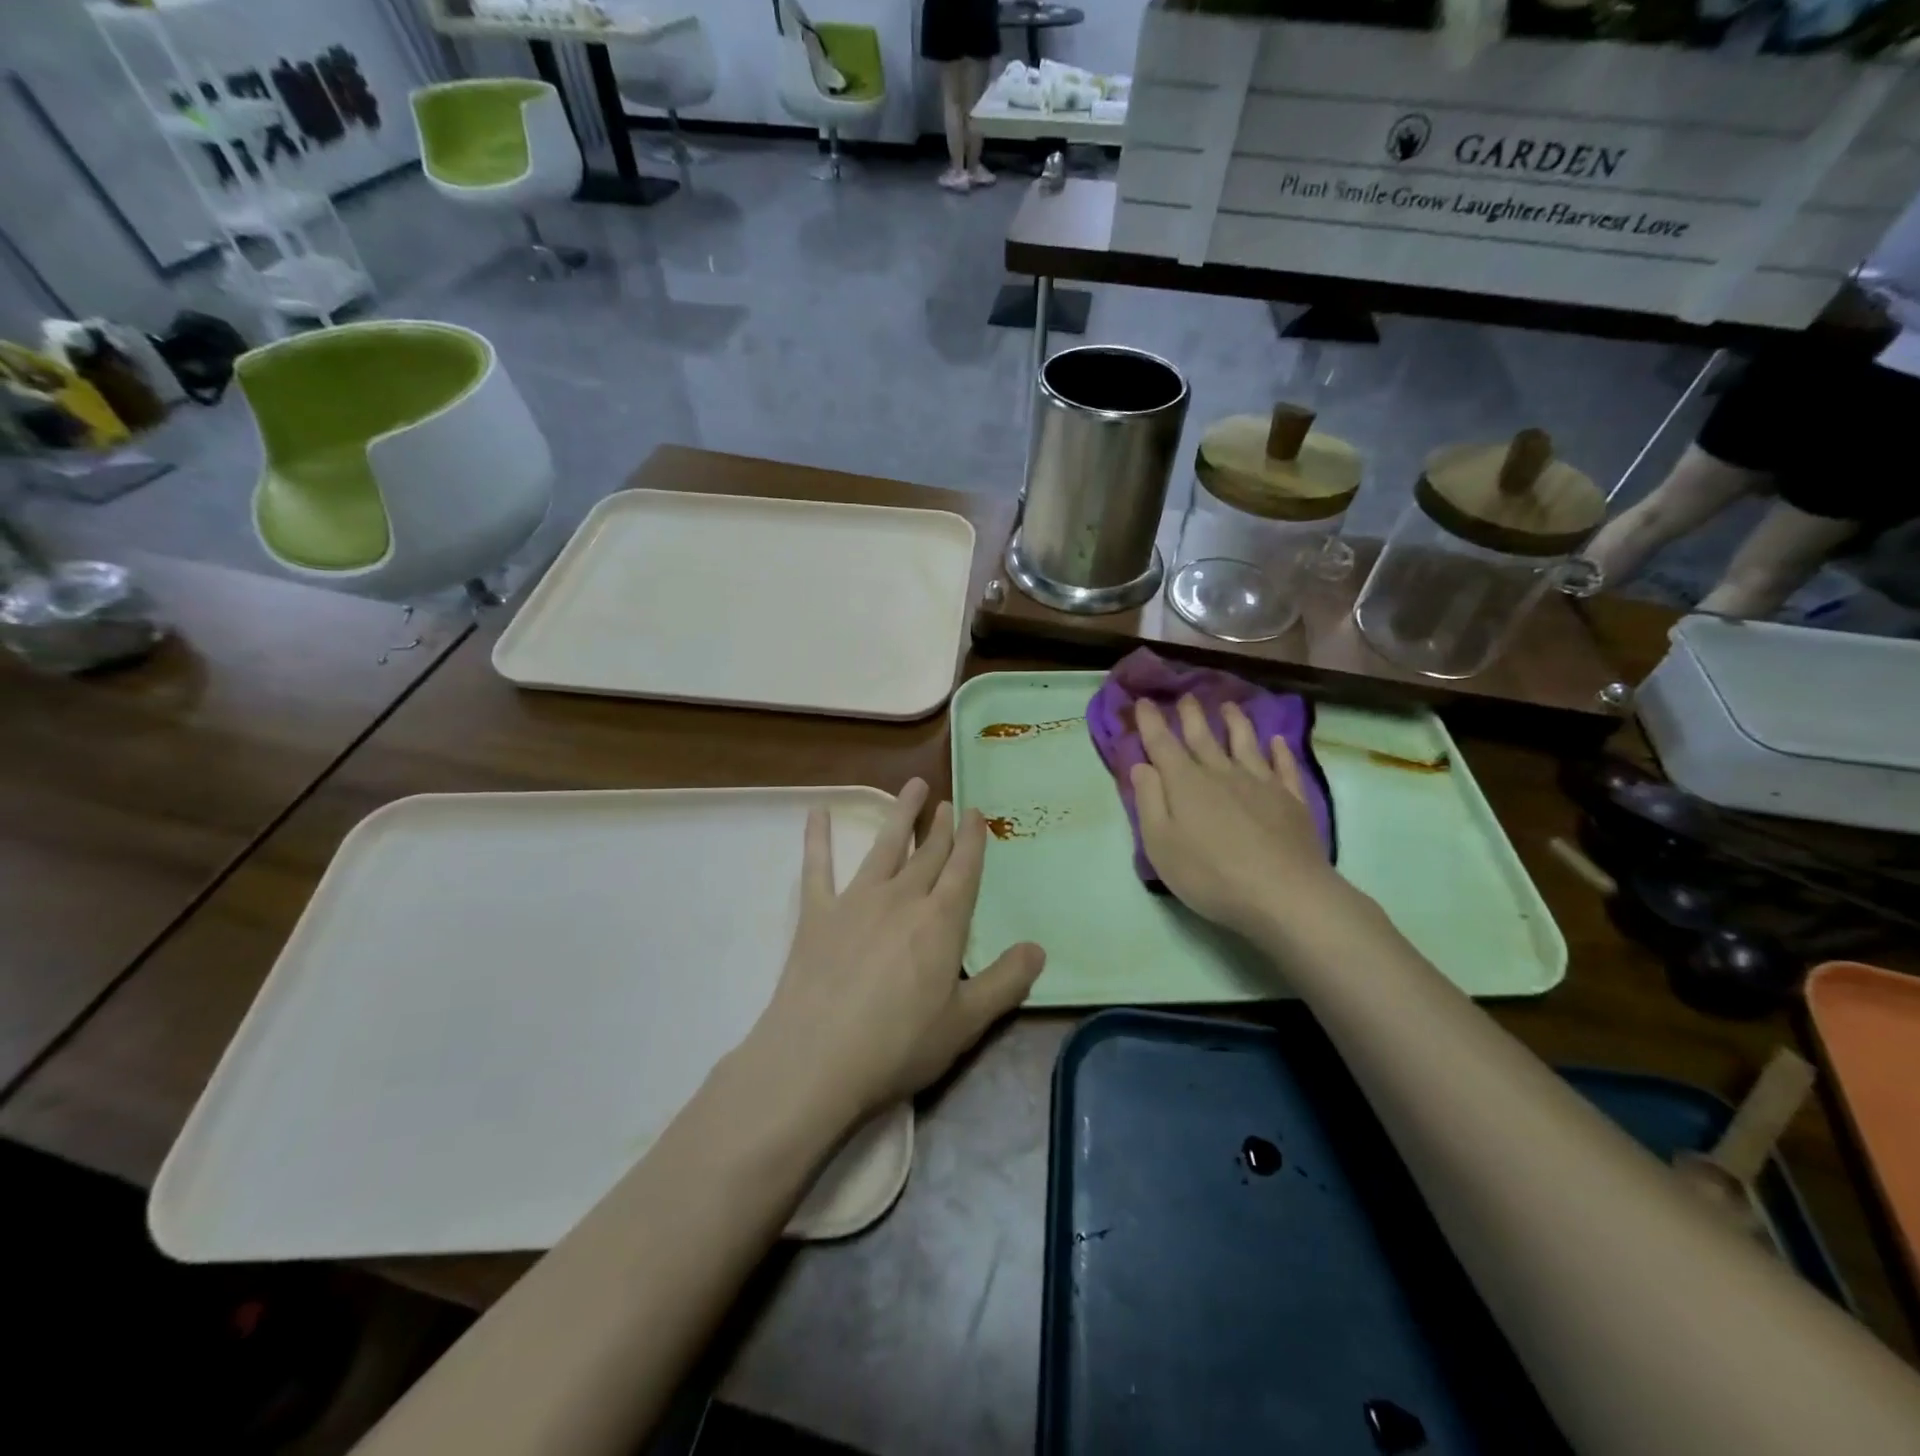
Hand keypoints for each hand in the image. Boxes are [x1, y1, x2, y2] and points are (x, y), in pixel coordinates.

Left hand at [751, 778, 1044, 1118]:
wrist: (816, 1059)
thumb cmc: (898, 1045)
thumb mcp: (965, 1023)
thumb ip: (1005, 983)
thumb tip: (1038, 949)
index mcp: (941, 922)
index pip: (963, 870)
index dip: (972, 839)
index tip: (976, 811)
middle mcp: (902, 898)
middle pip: (928, 854)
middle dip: (941, 826)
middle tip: (949, 802)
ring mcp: (856, 901)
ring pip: (884, 846)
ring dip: (900, 814)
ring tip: (913, 785)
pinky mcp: (817, 914)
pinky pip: (817, 867)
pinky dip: (818, 839)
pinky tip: (817, 813)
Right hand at [1129, 697, 1354, 942]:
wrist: (1284, 893)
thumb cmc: (1210, 874)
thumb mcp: (1160, 844)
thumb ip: (1149, 801)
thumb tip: (1141, 765)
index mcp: (1185, 783)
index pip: (1162, 744)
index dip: (1151, 721)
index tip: (1144, 701)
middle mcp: (1221, 773)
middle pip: (1203, 737)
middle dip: (1191, 715)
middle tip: (1186, 696)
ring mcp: (1260, 783)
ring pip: (1245, 743)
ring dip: (1235, 722)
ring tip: (1229, 706)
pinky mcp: (1291, 799)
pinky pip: (1283, 766)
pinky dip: (1279, 751)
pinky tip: (1277, 741)